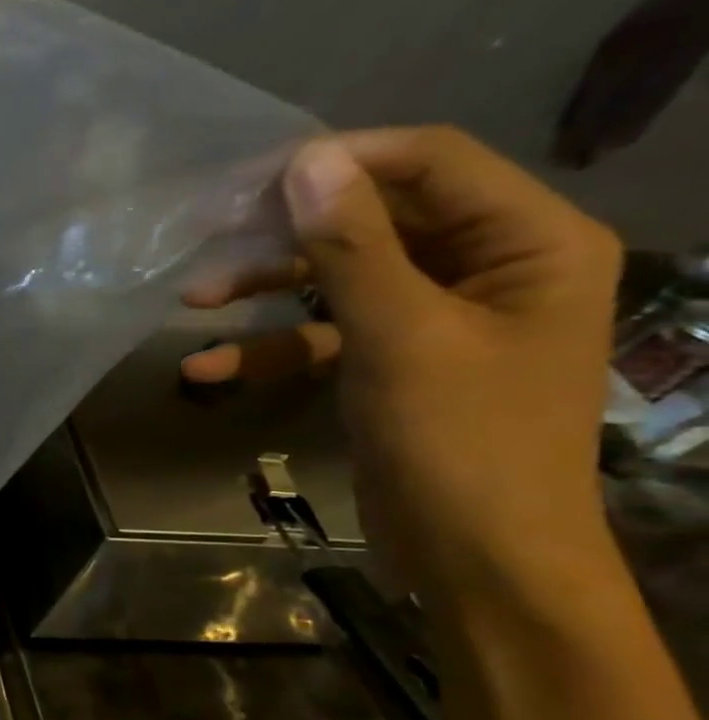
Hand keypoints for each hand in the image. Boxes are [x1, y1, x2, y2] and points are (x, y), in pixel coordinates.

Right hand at [181, 127, 621, 603]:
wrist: (477, 557)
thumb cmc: (458, 441)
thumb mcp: (399, 336)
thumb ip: (352, 247)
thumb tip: (304, 163)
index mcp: (528, 241)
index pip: (433, 162)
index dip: (344, 162)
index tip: (253, 179)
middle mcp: (489, 266)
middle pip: (378, 220)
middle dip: (288, 234)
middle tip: (208, 233)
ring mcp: (438, 318)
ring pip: (341, 278)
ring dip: (267, 291)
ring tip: (190, 301)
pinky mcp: (395, 361)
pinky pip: (328, 336)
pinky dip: (271, 349)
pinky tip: (206, 370)